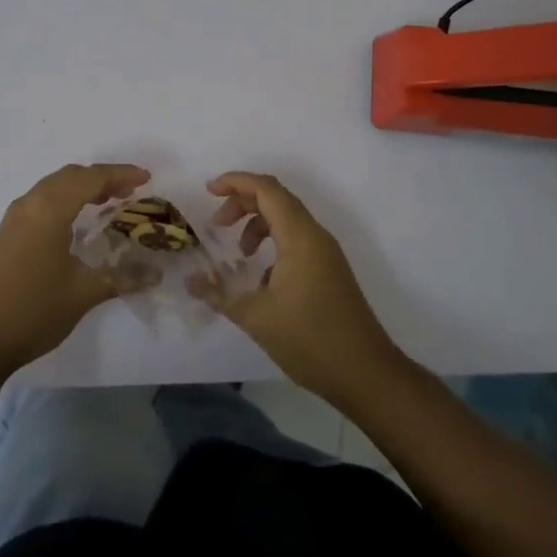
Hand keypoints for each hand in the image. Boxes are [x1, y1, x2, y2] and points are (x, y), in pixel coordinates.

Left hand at [0, 163, 150, 374]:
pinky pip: (43, 200)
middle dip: (103, 178)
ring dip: (83, 187)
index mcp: (49, 209)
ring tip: (110, 201)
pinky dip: (66, 199)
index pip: (90, 178)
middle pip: (71, 175)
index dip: (120, 175)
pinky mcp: (9, 232)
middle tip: (131, 191)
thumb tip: (157, 273)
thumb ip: (123, 277)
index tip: (147, 179)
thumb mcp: (84, 292)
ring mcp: (15, 217)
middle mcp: (30, 203)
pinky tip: (79, 220)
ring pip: (55, 186)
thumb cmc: (35, 309)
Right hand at [194, 172, 401, 402]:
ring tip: (239, 254)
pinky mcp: (330, 271)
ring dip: (258, 225)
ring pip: (287, 220)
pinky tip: (261, 280)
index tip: (208, 191)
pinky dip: (273, 244)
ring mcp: (326, 253)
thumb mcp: (256, 317)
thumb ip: (219, 293)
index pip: (266, 189)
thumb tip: (190, 281)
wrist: (366, 374)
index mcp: (299, 236)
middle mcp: (315, 236)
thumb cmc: (310, 339)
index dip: (236, 182)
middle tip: (217, 225)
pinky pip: (297, 240)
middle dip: (242, 203)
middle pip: (276, 199)